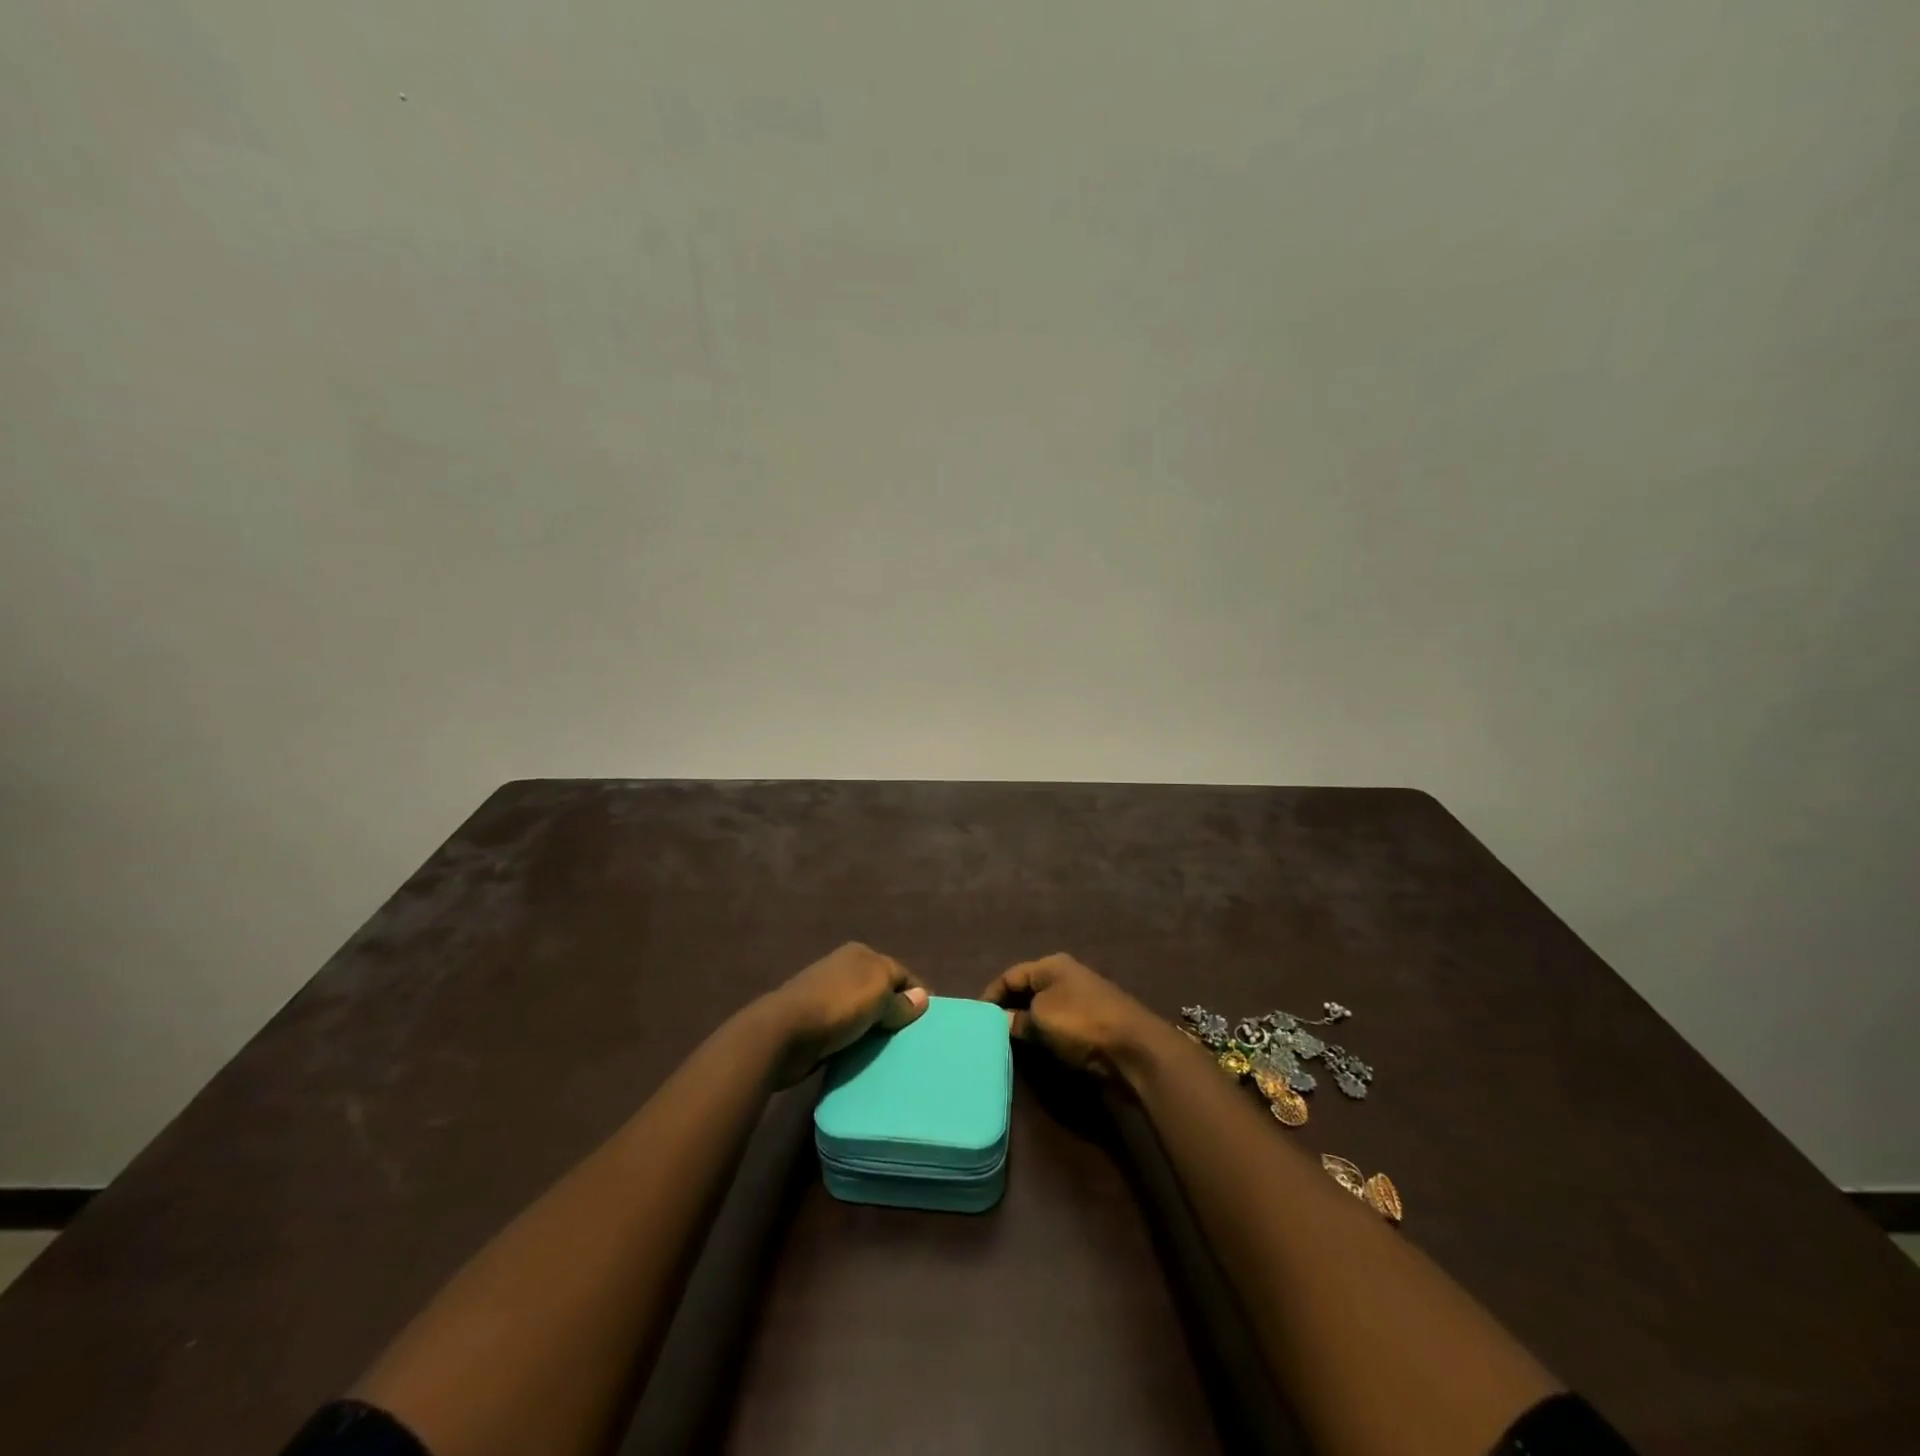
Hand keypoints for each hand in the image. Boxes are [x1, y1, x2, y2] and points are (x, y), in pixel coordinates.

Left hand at [761, 943, 927, 1085]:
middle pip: (881, 991)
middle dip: (896, 1011)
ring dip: (876, 1028)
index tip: (929, 1021)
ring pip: (864, 1012)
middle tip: (913, 1038)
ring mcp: (827, 996)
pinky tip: (865, 1055)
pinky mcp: (815, 1022)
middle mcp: (844, 969)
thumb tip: (922, 998)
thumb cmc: (837, 1005)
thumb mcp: (879, 995)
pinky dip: (857, 1041)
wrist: (784, 1032)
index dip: (916, 994)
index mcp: (861, 954)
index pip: (900, 972)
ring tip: (893, 1051)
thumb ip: (901, 999)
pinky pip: (847, 1031)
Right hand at [980, 953, 1166, 1076]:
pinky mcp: (1093, 1022)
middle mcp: (1066, 976)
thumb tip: (1001, 1020)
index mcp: (1051, 966)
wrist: (1134, 1048)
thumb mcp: (1041, 1020)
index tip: (975, 1016)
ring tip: (1007, 1042)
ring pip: (1044, 1009)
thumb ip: (1017, 1020)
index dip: (991, 994)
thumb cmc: (1081, 1023)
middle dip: (1009, 1008)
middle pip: (1028, 990)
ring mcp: (1082, 999)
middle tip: (988, 1030)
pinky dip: (1045, 1034)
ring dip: (1027, 1023)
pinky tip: (1036, 1049)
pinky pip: (1059, 1025)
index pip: (1010, 975)